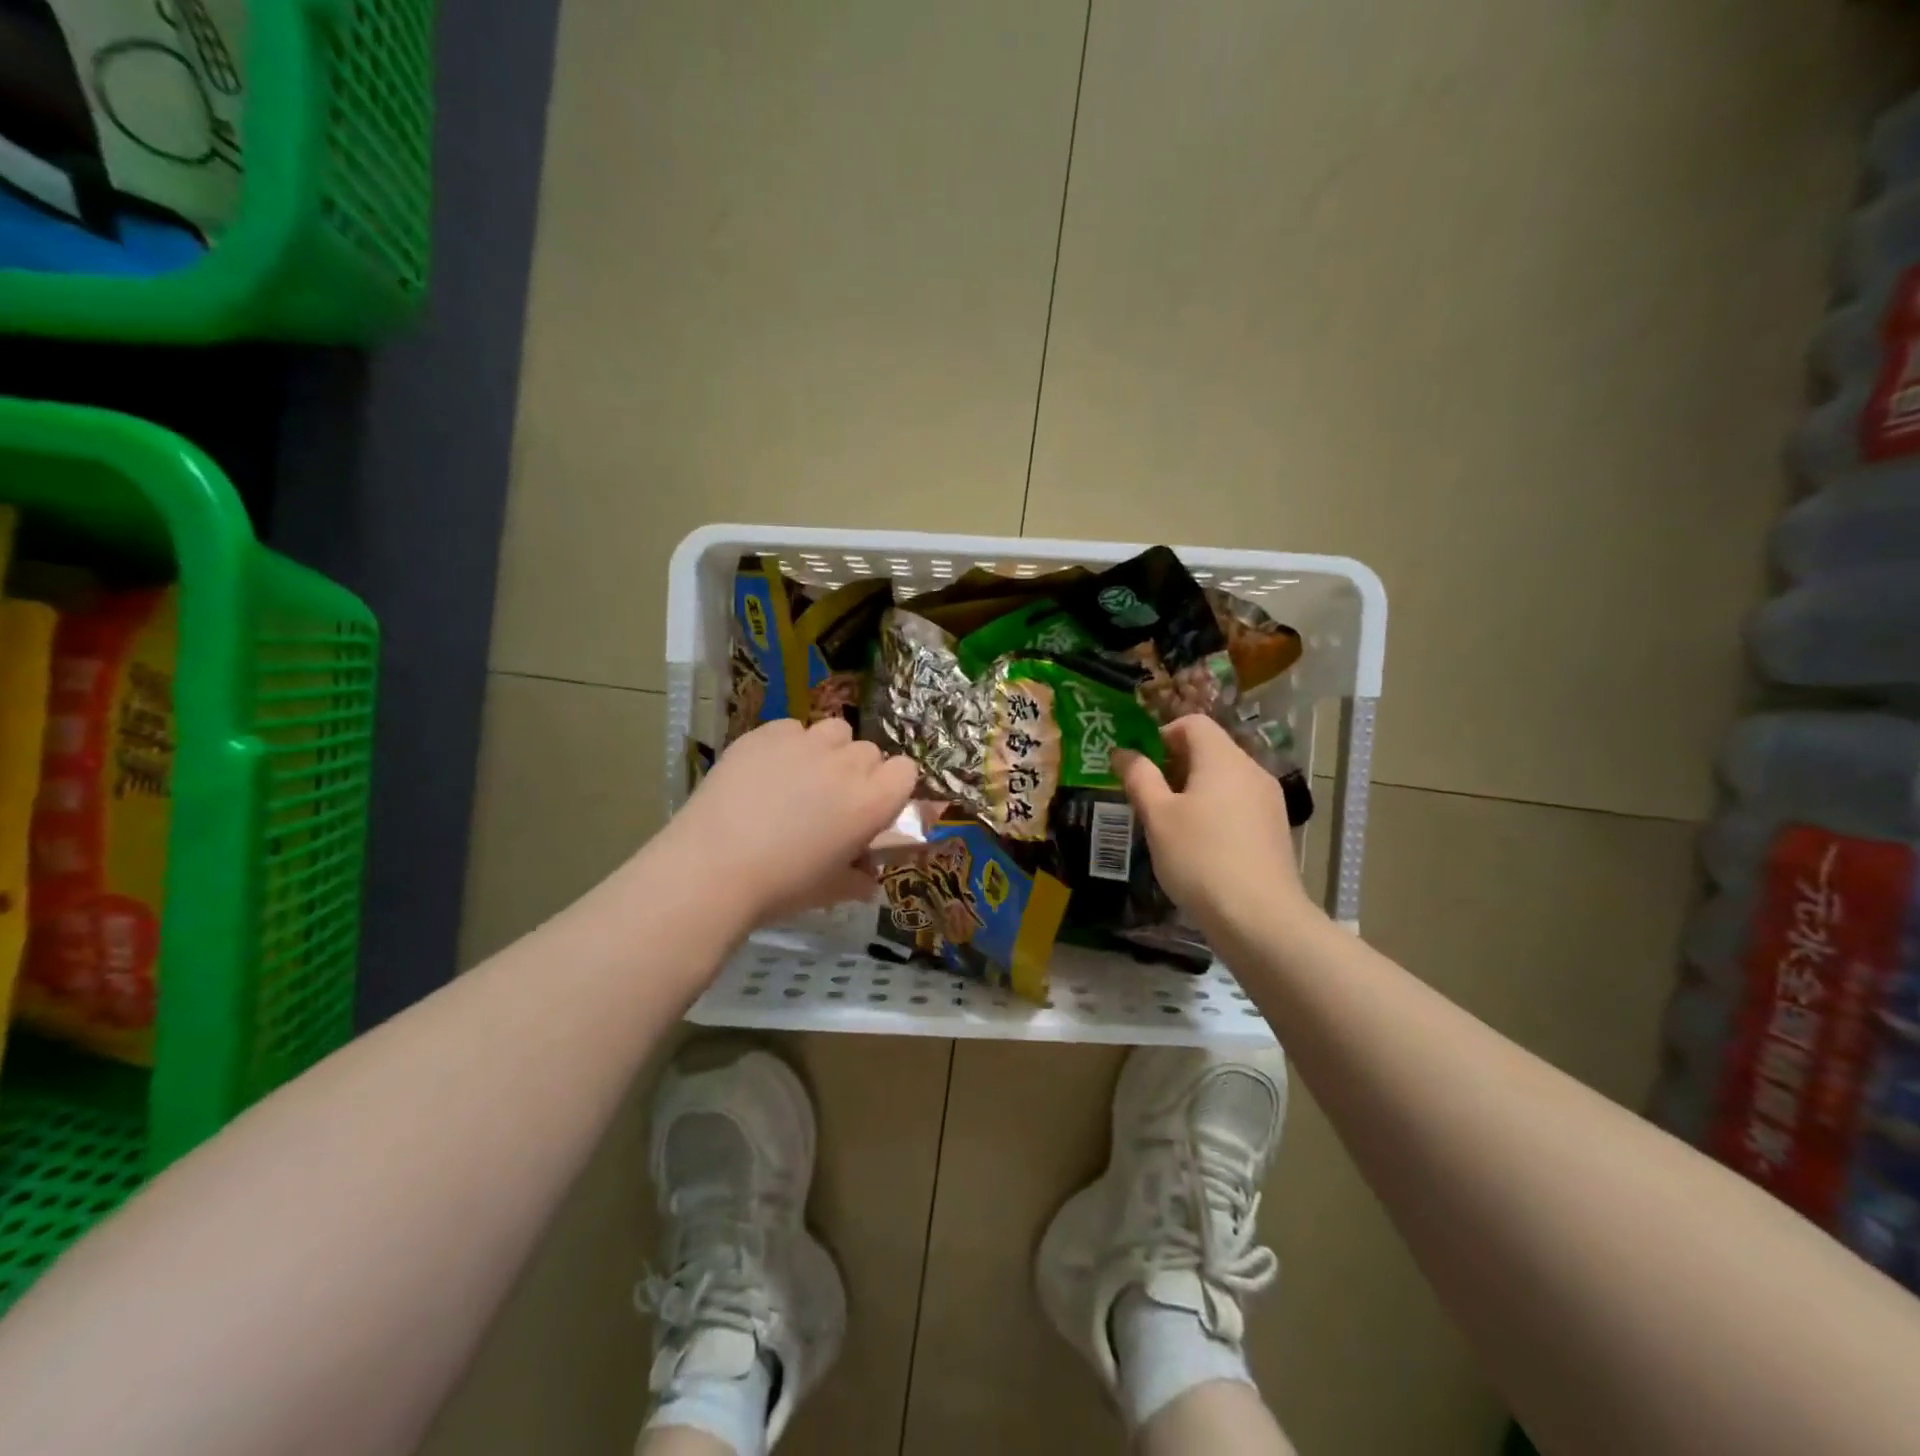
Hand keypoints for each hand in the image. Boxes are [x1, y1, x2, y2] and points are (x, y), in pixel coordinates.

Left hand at [663, 717, 918, 927]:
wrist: (712, 868)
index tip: (873, 806)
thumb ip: (858, 880)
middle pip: (869, 751)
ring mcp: (806, 743)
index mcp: (872, 801)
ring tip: (801, 776)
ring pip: (834, 731)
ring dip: (828, 750)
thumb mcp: (830, 890)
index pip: (906, 770)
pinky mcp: (767, 734)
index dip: (892, 787)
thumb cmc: (781, 887)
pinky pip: (792, 728)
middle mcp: (846, 764)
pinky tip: (765, 772)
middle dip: (858, 771)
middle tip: (831, 799)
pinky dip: (787, 745)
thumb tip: (867, 880)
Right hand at [1116, 715, 1318, 936]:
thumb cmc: (1200, 858)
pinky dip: (1215, 811)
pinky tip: (1200, 846)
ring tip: (1171, 825)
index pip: (1193, 723)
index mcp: (1223, 758)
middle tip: (1149, 798)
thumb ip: (1139, 778)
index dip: (1162, 735)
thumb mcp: (1157, 816)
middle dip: (1175, 766)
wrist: (1259, 917)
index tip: (1141, 766)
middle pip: (1210, 749)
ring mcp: (1268, 801)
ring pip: (1224, 779)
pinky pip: (1238, 804)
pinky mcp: (1275, 829)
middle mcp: (1252, 770)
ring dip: (1194, 790)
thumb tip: (1123, 752)